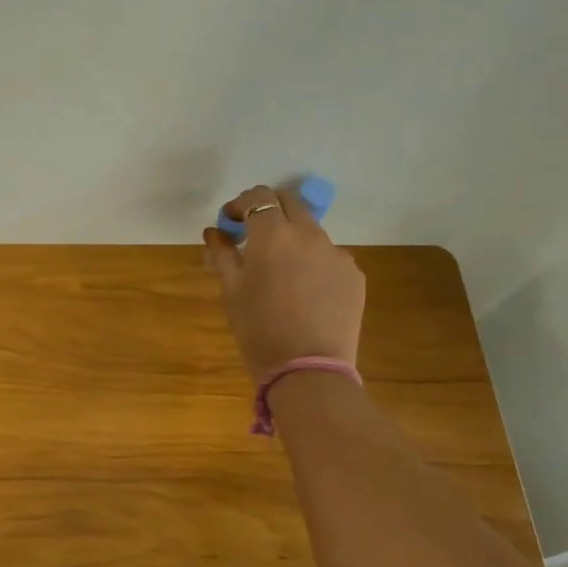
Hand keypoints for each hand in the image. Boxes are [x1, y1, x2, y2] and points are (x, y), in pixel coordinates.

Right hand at [204, 186, 365, 380]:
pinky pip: (328, 257)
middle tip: (253, 234)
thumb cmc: (258, 330)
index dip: (241, 204)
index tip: (230, 222)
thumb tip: (214, 233)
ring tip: (279, 270)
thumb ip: (222, 255)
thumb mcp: (231, 292)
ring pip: (311, 231)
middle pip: (290, 201)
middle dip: (269, 209)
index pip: (259, 197)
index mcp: (273, 235)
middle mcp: (309, 234)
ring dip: (292, 237)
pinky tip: (303, 293)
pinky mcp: (353, 274)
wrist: (307, 369)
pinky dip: (312, 262)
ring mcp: (336, 253)